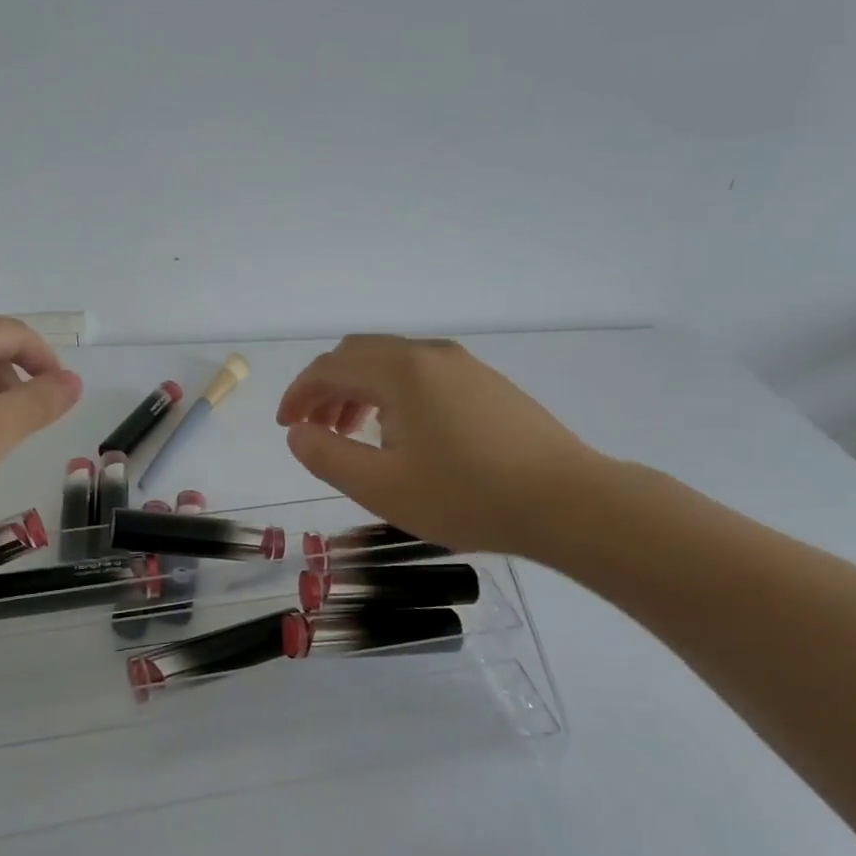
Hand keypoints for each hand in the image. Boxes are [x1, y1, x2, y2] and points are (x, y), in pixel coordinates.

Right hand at [276, 336, 603, 558]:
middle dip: (326, 388)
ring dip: (360, 389)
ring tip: (354, 433)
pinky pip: (421, 373)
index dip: (298, 395)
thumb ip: (327, 456)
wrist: (569, 502)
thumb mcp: (382, 487)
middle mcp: (428, 353)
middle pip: (358, 355)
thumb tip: (298, 434)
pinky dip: (392, 392)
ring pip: (391, 362)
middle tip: (316, 428)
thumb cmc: (467, 496)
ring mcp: (462, 364)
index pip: (329, 368)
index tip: (286, 426)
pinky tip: (404, 433)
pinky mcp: (486, 382)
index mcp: (398, 370)